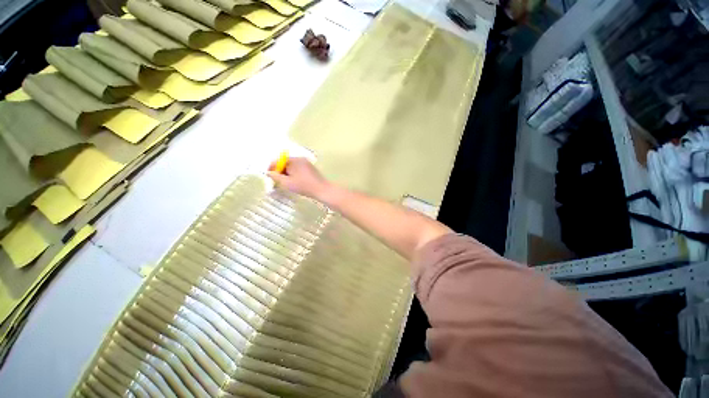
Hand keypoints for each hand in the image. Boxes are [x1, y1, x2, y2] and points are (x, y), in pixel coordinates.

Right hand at [268, 157, 329, 198]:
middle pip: (284, 162)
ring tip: (287, 183)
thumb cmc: (304, 186)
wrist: (322, 190)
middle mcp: (300, 159)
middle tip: (278, 181)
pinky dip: (294, 174)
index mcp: (293, 160)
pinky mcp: (310, 168)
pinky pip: (298, 168)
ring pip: (291, 166)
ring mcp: (306, 163)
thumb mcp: (286, 183)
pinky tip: (295, 182)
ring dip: (287, 173)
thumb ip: (275, 176)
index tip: (269, 177)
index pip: (278, 160)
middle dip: (280, 171)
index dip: (272, 168)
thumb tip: (269, 172)